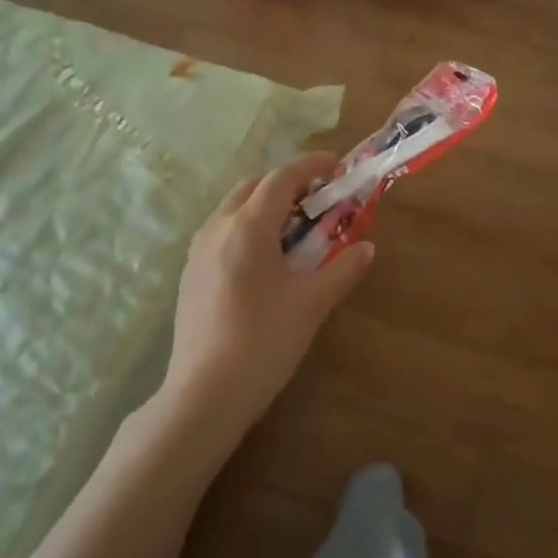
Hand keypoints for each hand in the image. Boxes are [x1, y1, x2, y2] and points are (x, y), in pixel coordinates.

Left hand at [162, 152, 375, 435]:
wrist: (206, 392)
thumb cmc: (265, 341)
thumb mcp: (313, 303)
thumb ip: (343, 268)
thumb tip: (366, 247)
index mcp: (248, 227)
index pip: (282, 178)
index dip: (311, 166)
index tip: (336, 165)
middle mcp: (218, 228)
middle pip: (253, 186)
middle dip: (287, 184)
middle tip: (318, 200)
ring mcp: (198, 250)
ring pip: (233, 208)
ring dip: (264, 205)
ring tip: (294, 230)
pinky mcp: (190, 273)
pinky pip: (221, 231)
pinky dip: (246, 227)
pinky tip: (265, 260)